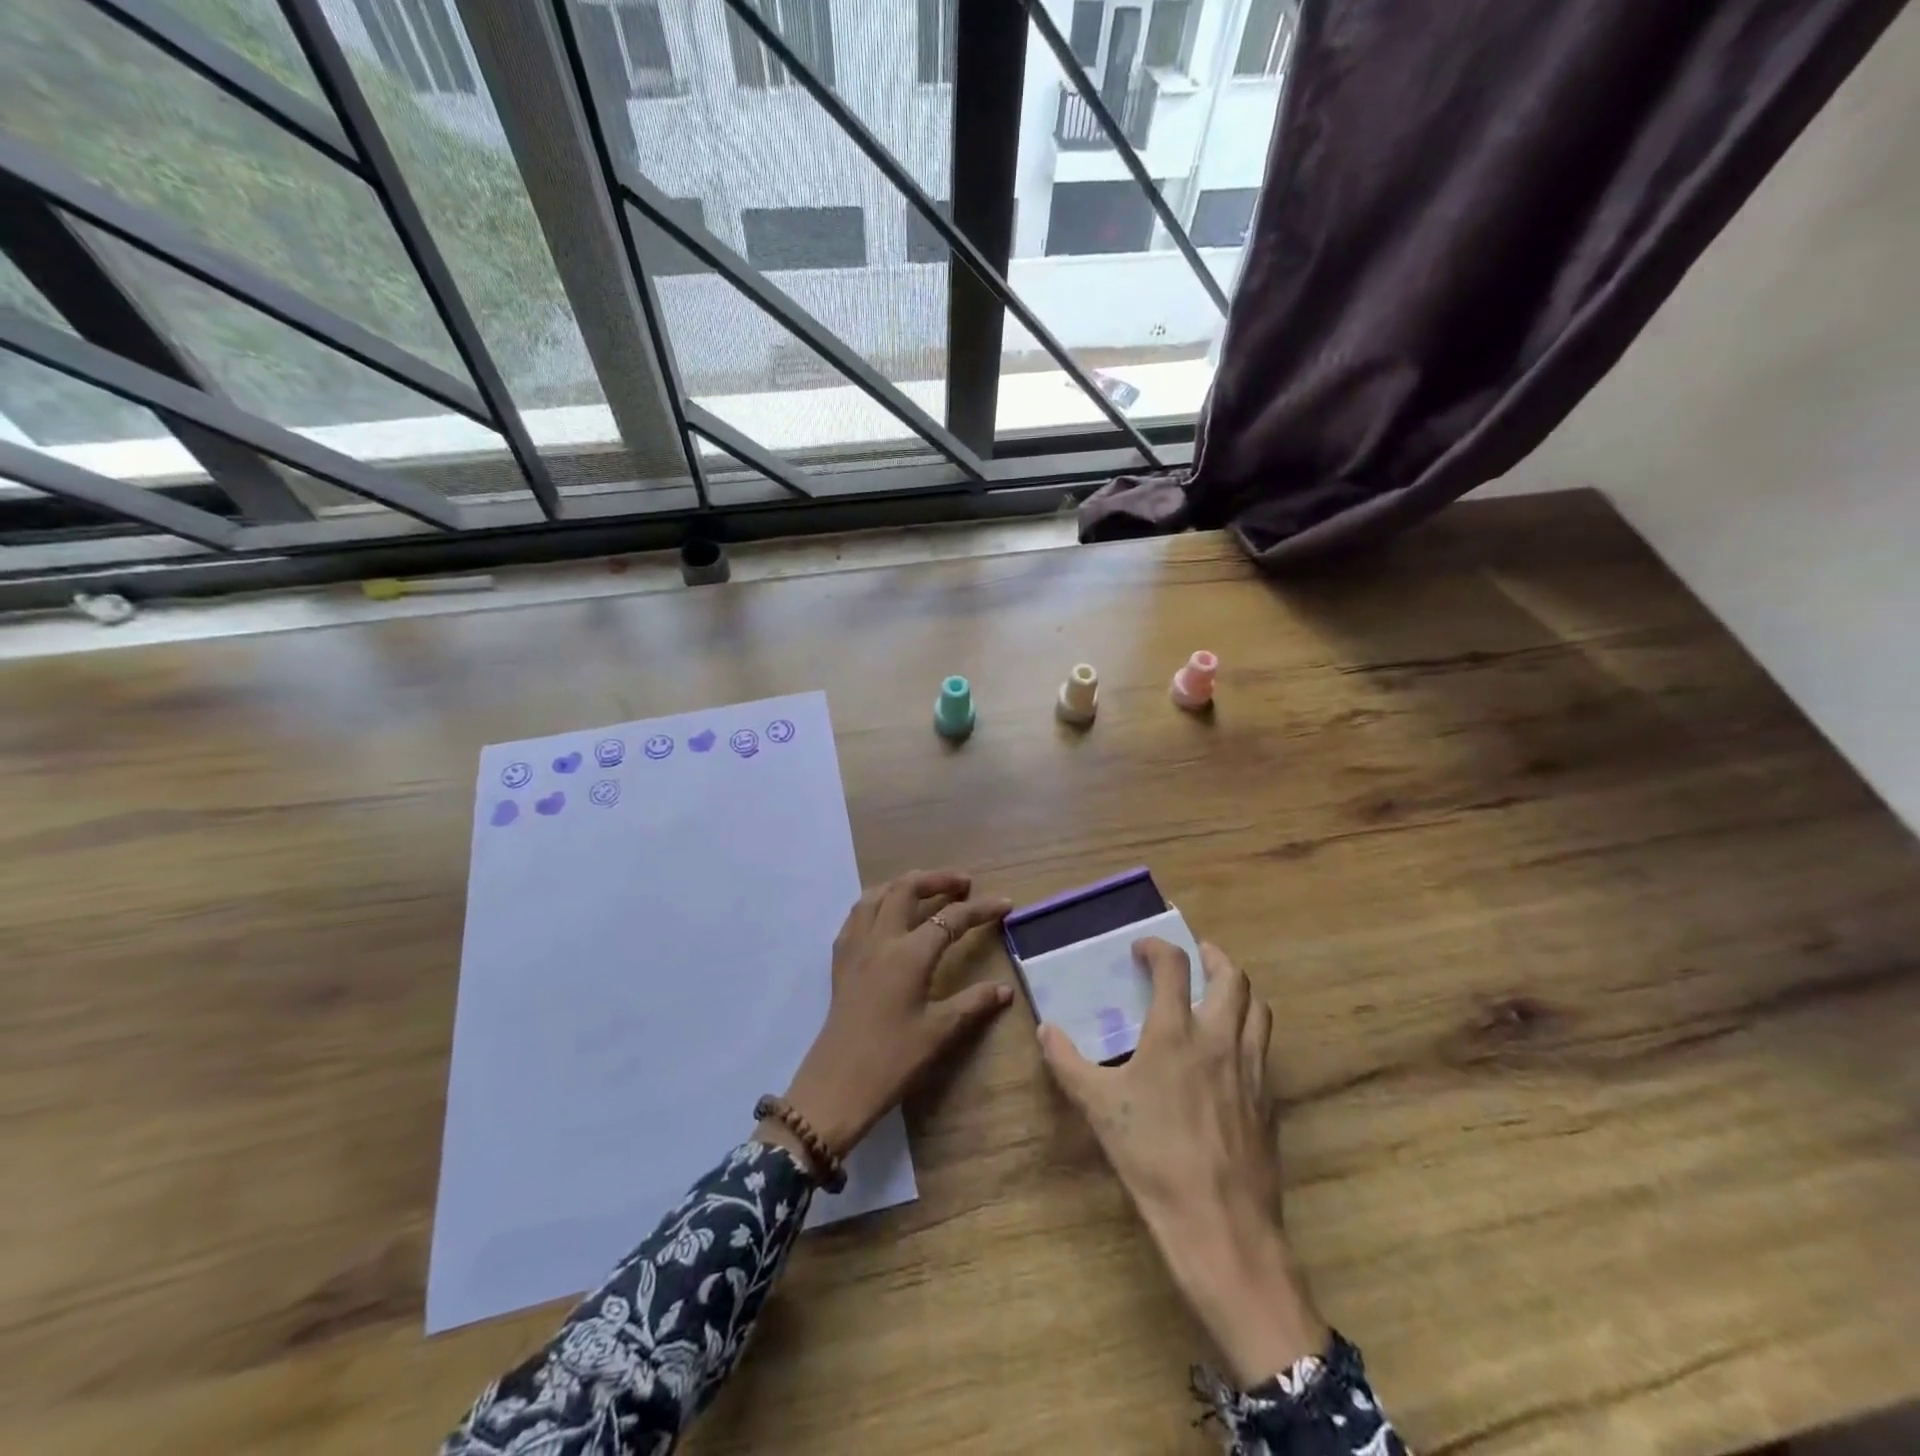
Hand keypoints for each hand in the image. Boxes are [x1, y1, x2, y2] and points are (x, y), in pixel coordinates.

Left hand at [766, 869, 1013, 1164]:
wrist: (837, 1084)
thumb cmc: (893, 1059)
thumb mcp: (939, 1032)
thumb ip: (973, 1003)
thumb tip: (1005, 989)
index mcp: (910, 954)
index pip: (951, 919)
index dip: (981, 909)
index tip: (1004, 903)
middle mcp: (881, 938)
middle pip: (907, 889)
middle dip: (938, 879)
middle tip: (963, 883)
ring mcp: (856, 945)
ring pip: (877, 894)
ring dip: (904, 884)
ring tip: (924, 888)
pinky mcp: (840, 959)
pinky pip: (857, 914)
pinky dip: (877, 902)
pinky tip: (886, 914)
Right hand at [1039, 938, 1329, 1385]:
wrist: (1220, 1223)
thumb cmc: (1152, 1156)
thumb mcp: (1098, 1107)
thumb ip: (1068, 1062)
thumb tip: (1046, 1030)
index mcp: (1176, 1031)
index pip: (1174, 966)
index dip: (1158, 947)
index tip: (1142, 949)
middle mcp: (1220, 1038)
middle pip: (1231, 977)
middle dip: (1213, 957)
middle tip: (1196, 956)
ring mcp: (1250, 1068)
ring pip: (1258, 1008)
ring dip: (1239, 990)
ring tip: (1219, 993)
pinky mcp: (1268, 1098)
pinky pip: (1263, 1047)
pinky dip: (1249, 1030)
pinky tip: (1230, 1051)